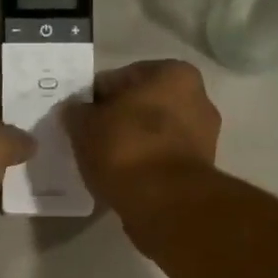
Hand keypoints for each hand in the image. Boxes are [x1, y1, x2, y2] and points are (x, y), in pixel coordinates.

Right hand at [64, 59, 220, 209]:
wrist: (165, 203)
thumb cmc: (126, 149)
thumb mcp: (86, 126)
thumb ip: (77, 113)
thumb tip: (74, 111)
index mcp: (173, 73)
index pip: (121, 78)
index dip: (95, 98)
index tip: (79, 118)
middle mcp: (197, 98)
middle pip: (142, 107)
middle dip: (118, 120)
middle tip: (90, 140)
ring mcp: (202, 137)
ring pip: (153, 135)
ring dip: (132, 145)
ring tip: (104, 164)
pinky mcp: (199, 171)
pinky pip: (161, 161)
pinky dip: (144, 167)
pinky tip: (123, 179)